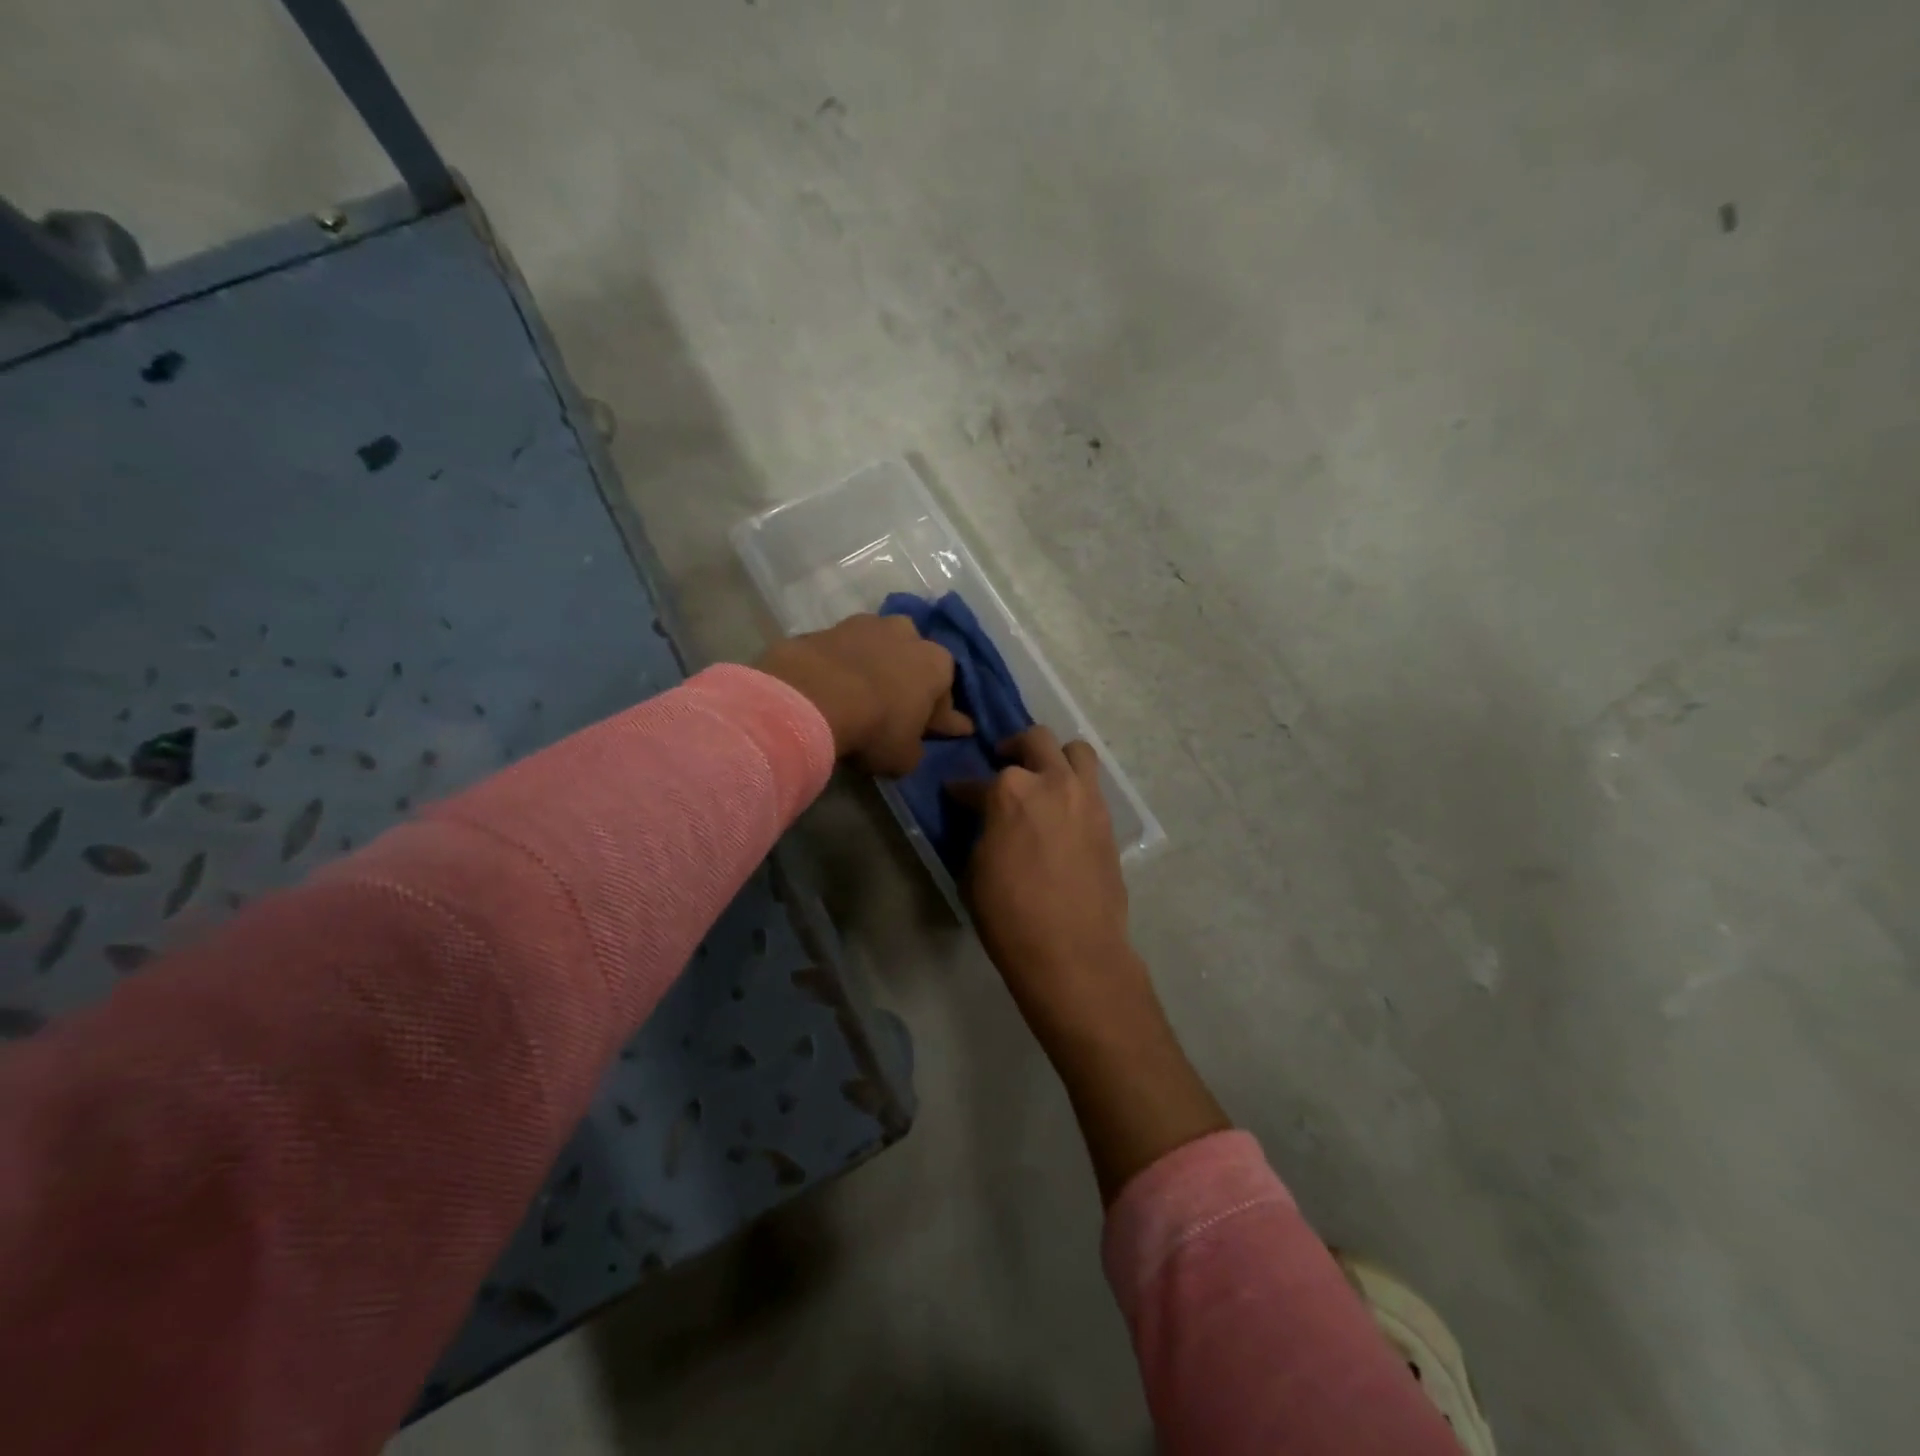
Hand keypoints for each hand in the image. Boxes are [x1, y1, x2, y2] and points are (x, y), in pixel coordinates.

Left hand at [756, 614, 972, 775]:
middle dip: (908, 682)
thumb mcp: (904, 757)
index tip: (946, 730)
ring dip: (875, 667)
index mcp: (937, 664)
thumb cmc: (875, 729)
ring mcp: (866, 624)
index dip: (944, 719)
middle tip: (897, 708)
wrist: (812, 698)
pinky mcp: (828, 627)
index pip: (946, 697)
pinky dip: (843, 666)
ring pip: (879, 649)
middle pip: (914, 661)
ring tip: (861, 693)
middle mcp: (908, 634)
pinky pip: (844, 651)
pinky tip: (832, 686)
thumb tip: (913, 744)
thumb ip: (915, 748)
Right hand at [955, 727, 1228, 1200]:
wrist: (1073, 952)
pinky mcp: (1107, 819)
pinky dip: (1074, 786)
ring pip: (1075, 750)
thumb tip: (984, 817)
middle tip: (1004, 767)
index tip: (956, 796)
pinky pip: (1091, 785)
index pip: (976, 782)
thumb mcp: (976, 870)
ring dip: (1055, 757)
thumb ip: (981, 830)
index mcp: (1008, 792)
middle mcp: (1050, 781)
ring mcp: (1085, 797)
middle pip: (1034, 740)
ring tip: (1043, 778)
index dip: (962, 791)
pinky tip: (1062, 810)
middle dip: (1014, 748)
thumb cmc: (1011, 917)